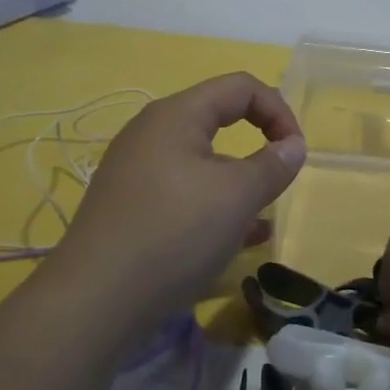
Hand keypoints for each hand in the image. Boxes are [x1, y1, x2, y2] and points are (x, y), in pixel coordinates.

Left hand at [53, 73, 306, 332]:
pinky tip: (232, 242)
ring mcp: (136, 171)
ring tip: (260, 220)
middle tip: (277, 180)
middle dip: (257, 146)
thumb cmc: (174, 233)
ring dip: (237, 182)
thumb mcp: (237, 197)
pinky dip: (211, 205)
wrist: (93, 302)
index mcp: (176, 115)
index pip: (240, 88)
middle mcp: (152, 133)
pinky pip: (182, 191)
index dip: (278, 111)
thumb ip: (273, 165)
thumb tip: (293, 146)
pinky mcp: (129, 206)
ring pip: (202, 162)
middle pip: (218, 120)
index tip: (295, 152)